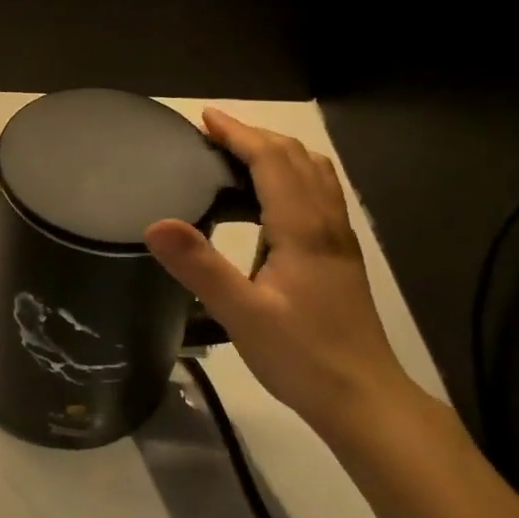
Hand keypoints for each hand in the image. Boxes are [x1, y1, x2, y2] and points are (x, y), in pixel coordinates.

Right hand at [144, 108, 414, 438]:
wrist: (363, 398)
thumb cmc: (302, 357)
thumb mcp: (242, 314)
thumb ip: (199, 267)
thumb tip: (155, 223)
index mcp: (303, 228)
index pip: (272, 160)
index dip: (238, 134)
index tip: (204, 119)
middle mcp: (326, 223)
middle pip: (296, 158)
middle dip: (255, 136)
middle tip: (213, 133)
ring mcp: (338, 239)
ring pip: (314, 173)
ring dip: (277, 152)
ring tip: (239, 155)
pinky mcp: (340, 256)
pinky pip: (318, 194)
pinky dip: (292, 175)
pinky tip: (270, 199)